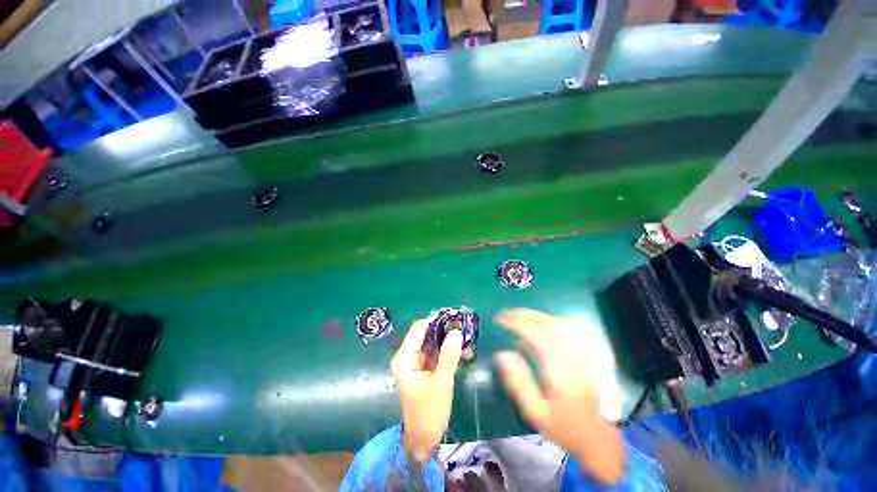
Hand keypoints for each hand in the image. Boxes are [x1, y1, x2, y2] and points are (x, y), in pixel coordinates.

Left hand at [391, 317, 463, 461]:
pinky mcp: (426, 369)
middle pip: (426, 334)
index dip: (434, 319)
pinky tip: (465, 352)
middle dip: (444, 329)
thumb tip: (456, 331)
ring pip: (434, 343)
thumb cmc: (428, 412)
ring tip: (467, 336)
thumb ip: (448, 355)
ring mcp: (417, 363)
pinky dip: (450, 352)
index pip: (418, 329)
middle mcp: (409, 356)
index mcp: (404, 357)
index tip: (451, 312)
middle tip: (462, 322)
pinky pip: (438, 355)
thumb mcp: (441, 382)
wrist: (424, 439)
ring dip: (449, 340)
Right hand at [494, 309, 624, 483]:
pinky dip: (549, 321)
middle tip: (505, 314)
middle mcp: (575, 355)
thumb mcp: (535, 412)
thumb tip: (501, 354)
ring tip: (518, 316)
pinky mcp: (588, 352)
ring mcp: (584, 352)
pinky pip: (567, 328)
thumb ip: (518, 382)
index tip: (499, 321)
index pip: (537, 334)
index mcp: (561, 369)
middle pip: (548, 323)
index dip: (516, 323)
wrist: (597, 436)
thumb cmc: (563, 425)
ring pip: (558, 322)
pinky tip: (539, 324)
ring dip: (535, 315)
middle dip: (523, 314)